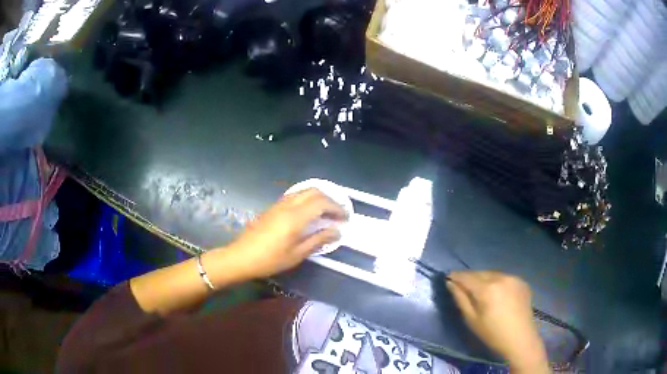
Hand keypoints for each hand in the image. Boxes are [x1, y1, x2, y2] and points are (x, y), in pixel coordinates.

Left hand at [225, 188, 346, 278]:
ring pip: (303, 191)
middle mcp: (288, 205)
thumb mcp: (297, 254)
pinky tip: (309, 213)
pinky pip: (294, 196)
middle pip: (314, 191)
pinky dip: (307, 199)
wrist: (241, 257)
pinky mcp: (273, 207)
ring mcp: (279, 204)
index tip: (346, 218)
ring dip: (318, 197)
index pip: (322, 203)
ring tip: (326, 212)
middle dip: (329, 199)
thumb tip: (337, 232)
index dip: (337, 208)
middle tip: (338, 213)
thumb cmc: (270, 259)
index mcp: (296, 217)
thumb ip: (318, 240)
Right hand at [446, 271, 549, 372]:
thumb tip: (451, 283)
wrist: (520, 339)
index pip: (467, 276)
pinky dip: (496, 281)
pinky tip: (496, 292)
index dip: (456, 276)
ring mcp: (513, 278)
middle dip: (469, 277)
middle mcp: (501, 277)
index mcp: (487, 288)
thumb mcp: (471, 320)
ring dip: (483, 278)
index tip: (448, 276)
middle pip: (480, 273)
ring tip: (479, 288)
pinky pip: (504, 277)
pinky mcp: (522, 281)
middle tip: (461, 284)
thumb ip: (460, 299)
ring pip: (492, 274)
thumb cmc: (492, 334)